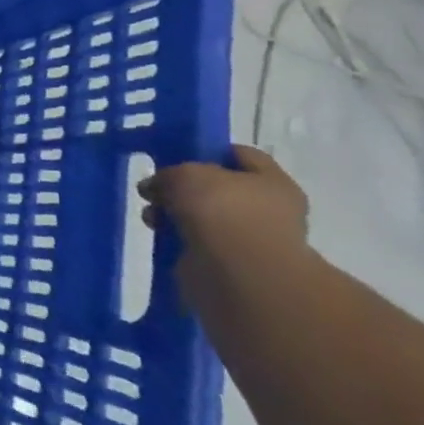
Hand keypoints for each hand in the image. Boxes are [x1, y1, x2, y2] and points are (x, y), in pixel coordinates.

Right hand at [139, 145, 308, 275]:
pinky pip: (197, 243)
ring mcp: (250, 240)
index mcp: (272, 182)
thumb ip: (168, 174)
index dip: (208, 150)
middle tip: (156, 189)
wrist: (236, 274)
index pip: (241, 155)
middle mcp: (268, 210)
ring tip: (151, 217)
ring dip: (176, 215)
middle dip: (185, 188)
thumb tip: (155, 187)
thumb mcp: (186, 174)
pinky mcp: (230, 266)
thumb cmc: (222, 211)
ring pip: (204, 217)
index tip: (175, 154)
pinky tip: (159, 236)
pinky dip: (178, 240)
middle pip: (219, 188)